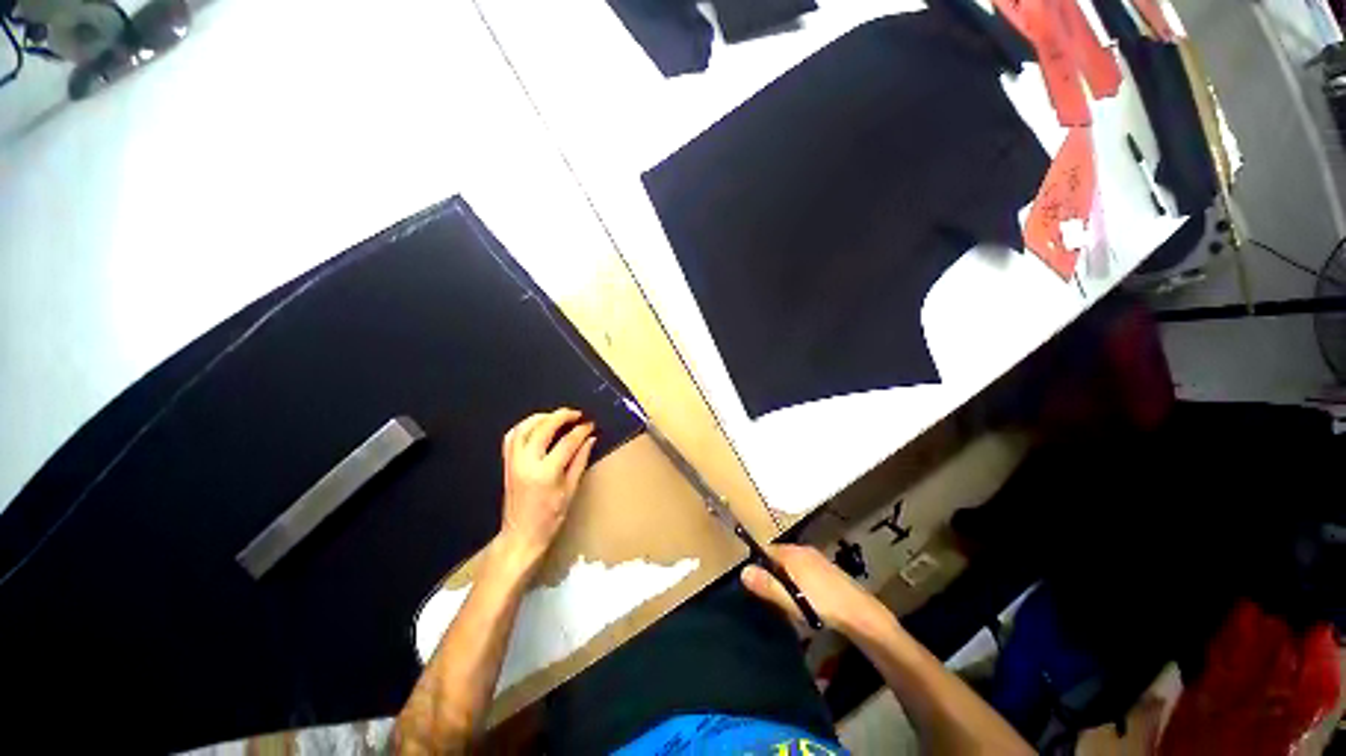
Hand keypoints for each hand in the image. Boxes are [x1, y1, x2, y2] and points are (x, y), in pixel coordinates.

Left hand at [496, 408, 595, 572]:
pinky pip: (512, 436)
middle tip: (577, 414)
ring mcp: (513, 461)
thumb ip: (580, 461)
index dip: (581, 431)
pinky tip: (537, 425)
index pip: (567, 442)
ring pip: (524, 427)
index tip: (591, 424)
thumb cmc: (550, 517)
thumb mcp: (570, 489)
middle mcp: (527, 463)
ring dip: (542, 417)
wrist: (521, 535)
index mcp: (546, 472)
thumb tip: (590, 439)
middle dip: (562, 416)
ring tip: (558, 416)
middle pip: (544, 428)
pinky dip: (524, 426)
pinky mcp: (506, 463)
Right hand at [741, 545, 886, 635]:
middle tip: (771, 595)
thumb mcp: (789, 598)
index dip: (758, 565)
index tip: (755, 584)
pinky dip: (800, 581)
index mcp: (791, 553)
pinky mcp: (828, 570)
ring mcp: (817, 558)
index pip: (765, 550)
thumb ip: (766, 584)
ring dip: (787, 578)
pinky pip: (805, 570)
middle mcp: (803, 550)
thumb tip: (743, 570)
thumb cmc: (821, 604)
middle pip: (779, 557)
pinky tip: (806, 599)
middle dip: (773, 573)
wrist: (860, 613)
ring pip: (792, 564)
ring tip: (787, 600)